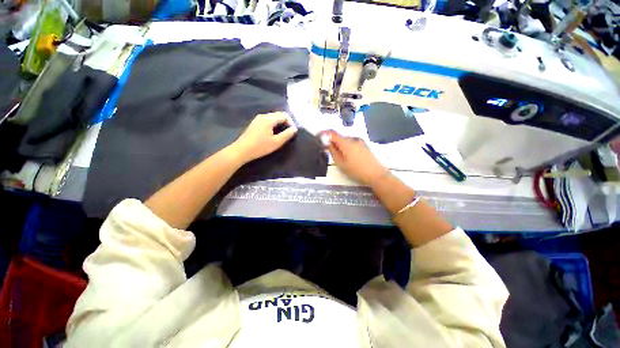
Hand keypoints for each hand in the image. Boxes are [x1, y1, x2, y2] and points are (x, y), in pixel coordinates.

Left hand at [229, 112, 297, 164]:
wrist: (241, 150)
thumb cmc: (260, 147)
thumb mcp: (276, 142)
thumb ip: (287, 134)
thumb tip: (295, 129)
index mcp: (269, 119)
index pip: (284, 115)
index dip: (291, 122)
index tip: (293, 132)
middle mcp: (263, 116)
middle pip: (278, 114)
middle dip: (286, 122)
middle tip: (289, 133)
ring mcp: (257, 119)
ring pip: (273, 117)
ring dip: (280, 123)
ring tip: (282, 134)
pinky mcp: (254, 123)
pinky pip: (267, 120)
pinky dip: (273, 124)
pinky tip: (273, 133)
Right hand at [323, 131, 389, 185]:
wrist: (375, 174)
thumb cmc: (356, 170)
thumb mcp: (341, 163)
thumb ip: (333, 152)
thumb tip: (327, 144)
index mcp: (346, 143)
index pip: (332, 134)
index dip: (324, 134)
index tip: (319, 136)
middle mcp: (353, 139)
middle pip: (339, 137)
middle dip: (332, 142)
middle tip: (328, 150)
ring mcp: (360, 141)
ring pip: (346, 140)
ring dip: (340, 145)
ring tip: (339, 156)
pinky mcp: (364, 145)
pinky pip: (352, 143)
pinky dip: (346, 147)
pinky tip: (348, 156)